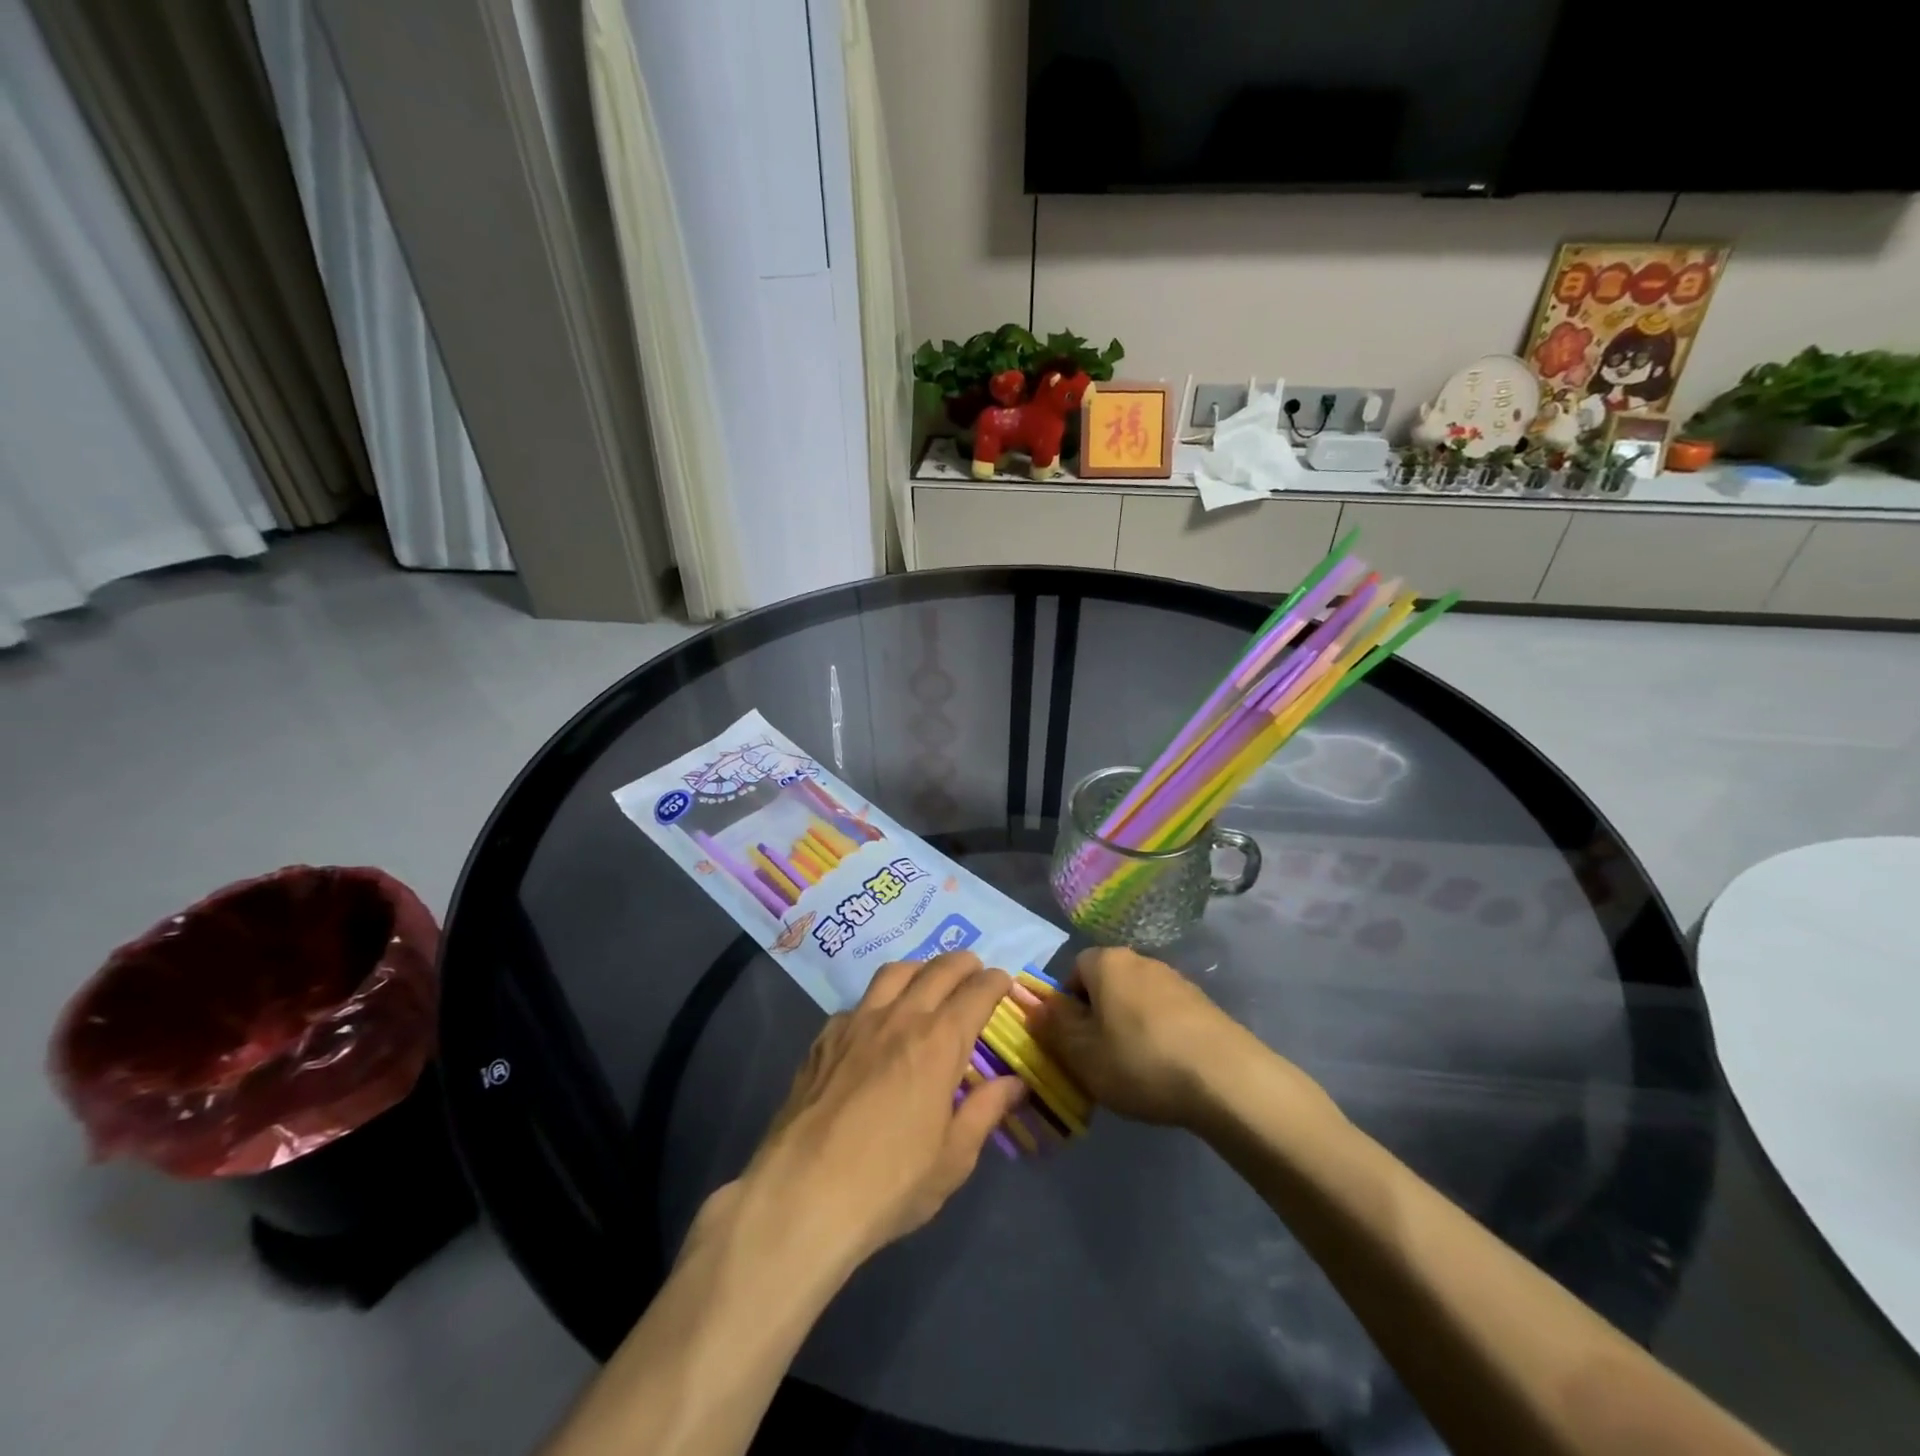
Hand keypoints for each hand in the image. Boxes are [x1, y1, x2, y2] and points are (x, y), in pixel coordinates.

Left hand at [727, 951, 1026, 1274]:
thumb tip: (1015, 1084)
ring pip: (894, 973)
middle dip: (963, 964)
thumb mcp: (953, 1159)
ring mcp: (857, 1023)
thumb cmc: (890, 1183)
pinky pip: (859, 1003)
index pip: (976, 993)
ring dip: (920, 969)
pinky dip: (879, 1000)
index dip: (994, 982)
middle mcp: (900, 1018)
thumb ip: (985, 1111)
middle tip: (975, 969)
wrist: (803, 1194)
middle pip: (937, 970)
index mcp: (938, 1042)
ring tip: (928, 980)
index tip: (1003, 982)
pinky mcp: (824, 1038)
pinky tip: (877, 1024)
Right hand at [1026, 947, 1252, 1126]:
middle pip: (1105, 984)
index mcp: (1106, 962)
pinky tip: (1166, 1069)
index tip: (1072, 1042)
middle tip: (1099, 1059)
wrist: (1226, 1078)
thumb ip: (1054, 1027)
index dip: (1066, 1007)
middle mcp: (1140, 959)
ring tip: (1135, 1070)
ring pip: (1136, 1000)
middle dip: (1098, 1017)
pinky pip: (1165, 1015)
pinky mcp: (1203, 1004)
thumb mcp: (1083, 1053)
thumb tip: (1033, 1006)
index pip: (1073, 971)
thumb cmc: (1140, 1060)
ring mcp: (1176, 980)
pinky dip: (1159, 1035)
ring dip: (1129, 1027)